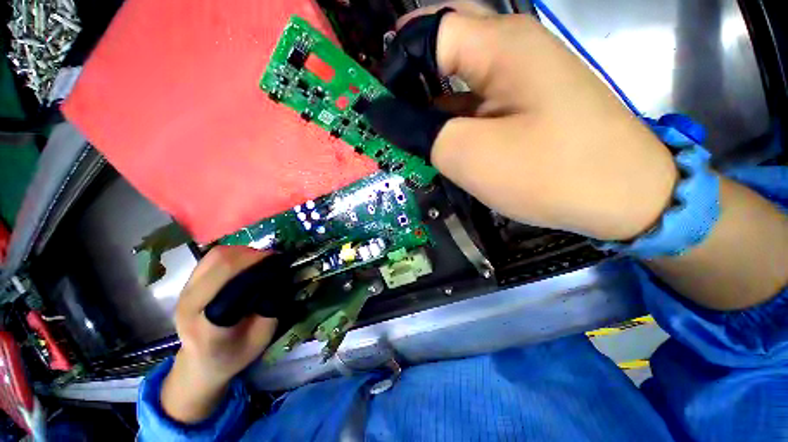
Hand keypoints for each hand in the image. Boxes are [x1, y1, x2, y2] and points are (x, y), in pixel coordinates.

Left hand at [161, 246, 276, 422]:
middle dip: (254, 256)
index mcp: (208, 327)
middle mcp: (191, 305)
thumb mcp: (261, 338)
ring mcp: (185, 291)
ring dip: (245, 252)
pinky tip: (247, 261)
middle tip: (276, 258)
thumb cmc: (234, 354)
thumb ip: (270, 308)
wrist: (200, 363)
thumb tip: (279, 277)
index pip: (232, 287)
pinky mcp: (187, 282)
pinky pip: (213, 256)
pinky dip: (235, 253)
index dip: (258, 269)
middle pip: (222, 265)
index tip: (279, 264)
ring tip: (263, 259)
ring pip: (217, 256)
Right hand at [369, 3, 677, 240]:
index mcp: (499, 45)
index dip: (396, 65)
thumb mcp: (467, 153)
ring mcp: (520, 80)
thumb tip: (383, 113)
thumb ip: (418, 130)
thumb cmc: (547, 172)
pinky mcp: (524, 107)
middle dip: (410, 85)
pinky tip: (441, 145)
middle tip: (392, 120)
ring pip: (457, 83)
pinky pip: (474, 104)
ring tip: (410, 139)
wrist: (621, 197)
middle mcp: (511, 50)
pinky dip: (451, 122)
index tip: (379, 105)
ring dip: (429, 109)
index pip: (428, 32)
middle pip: (443, 52)